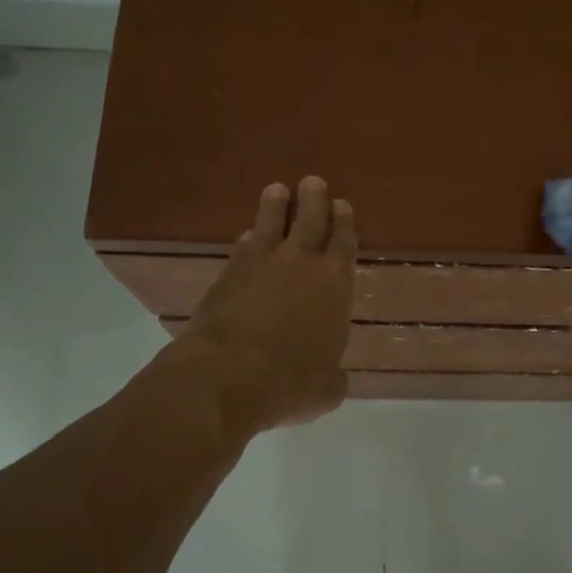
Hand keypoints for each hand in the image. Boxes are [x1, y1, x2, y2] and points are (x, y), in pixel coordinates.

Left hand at [186, 177, 356, 431]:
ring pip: (271, 223)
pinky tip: (248, 237)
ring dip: (276, 206)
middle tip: (313, 183)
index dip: (344, 223)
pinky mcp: (227, 274)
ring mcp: (260, 264)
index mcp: (335, 285)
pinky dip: (249, 239)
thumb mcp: (326, 390)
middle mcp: (301, 264)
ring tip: (277, 190)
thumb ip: (333, 377)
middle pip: (310, 220)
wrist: (227, 376)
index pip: (344, 242)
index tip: (342, 205)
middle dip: (314, 199)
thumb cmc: (290, 382)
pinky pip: (243, 247)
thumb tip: (334, 379)